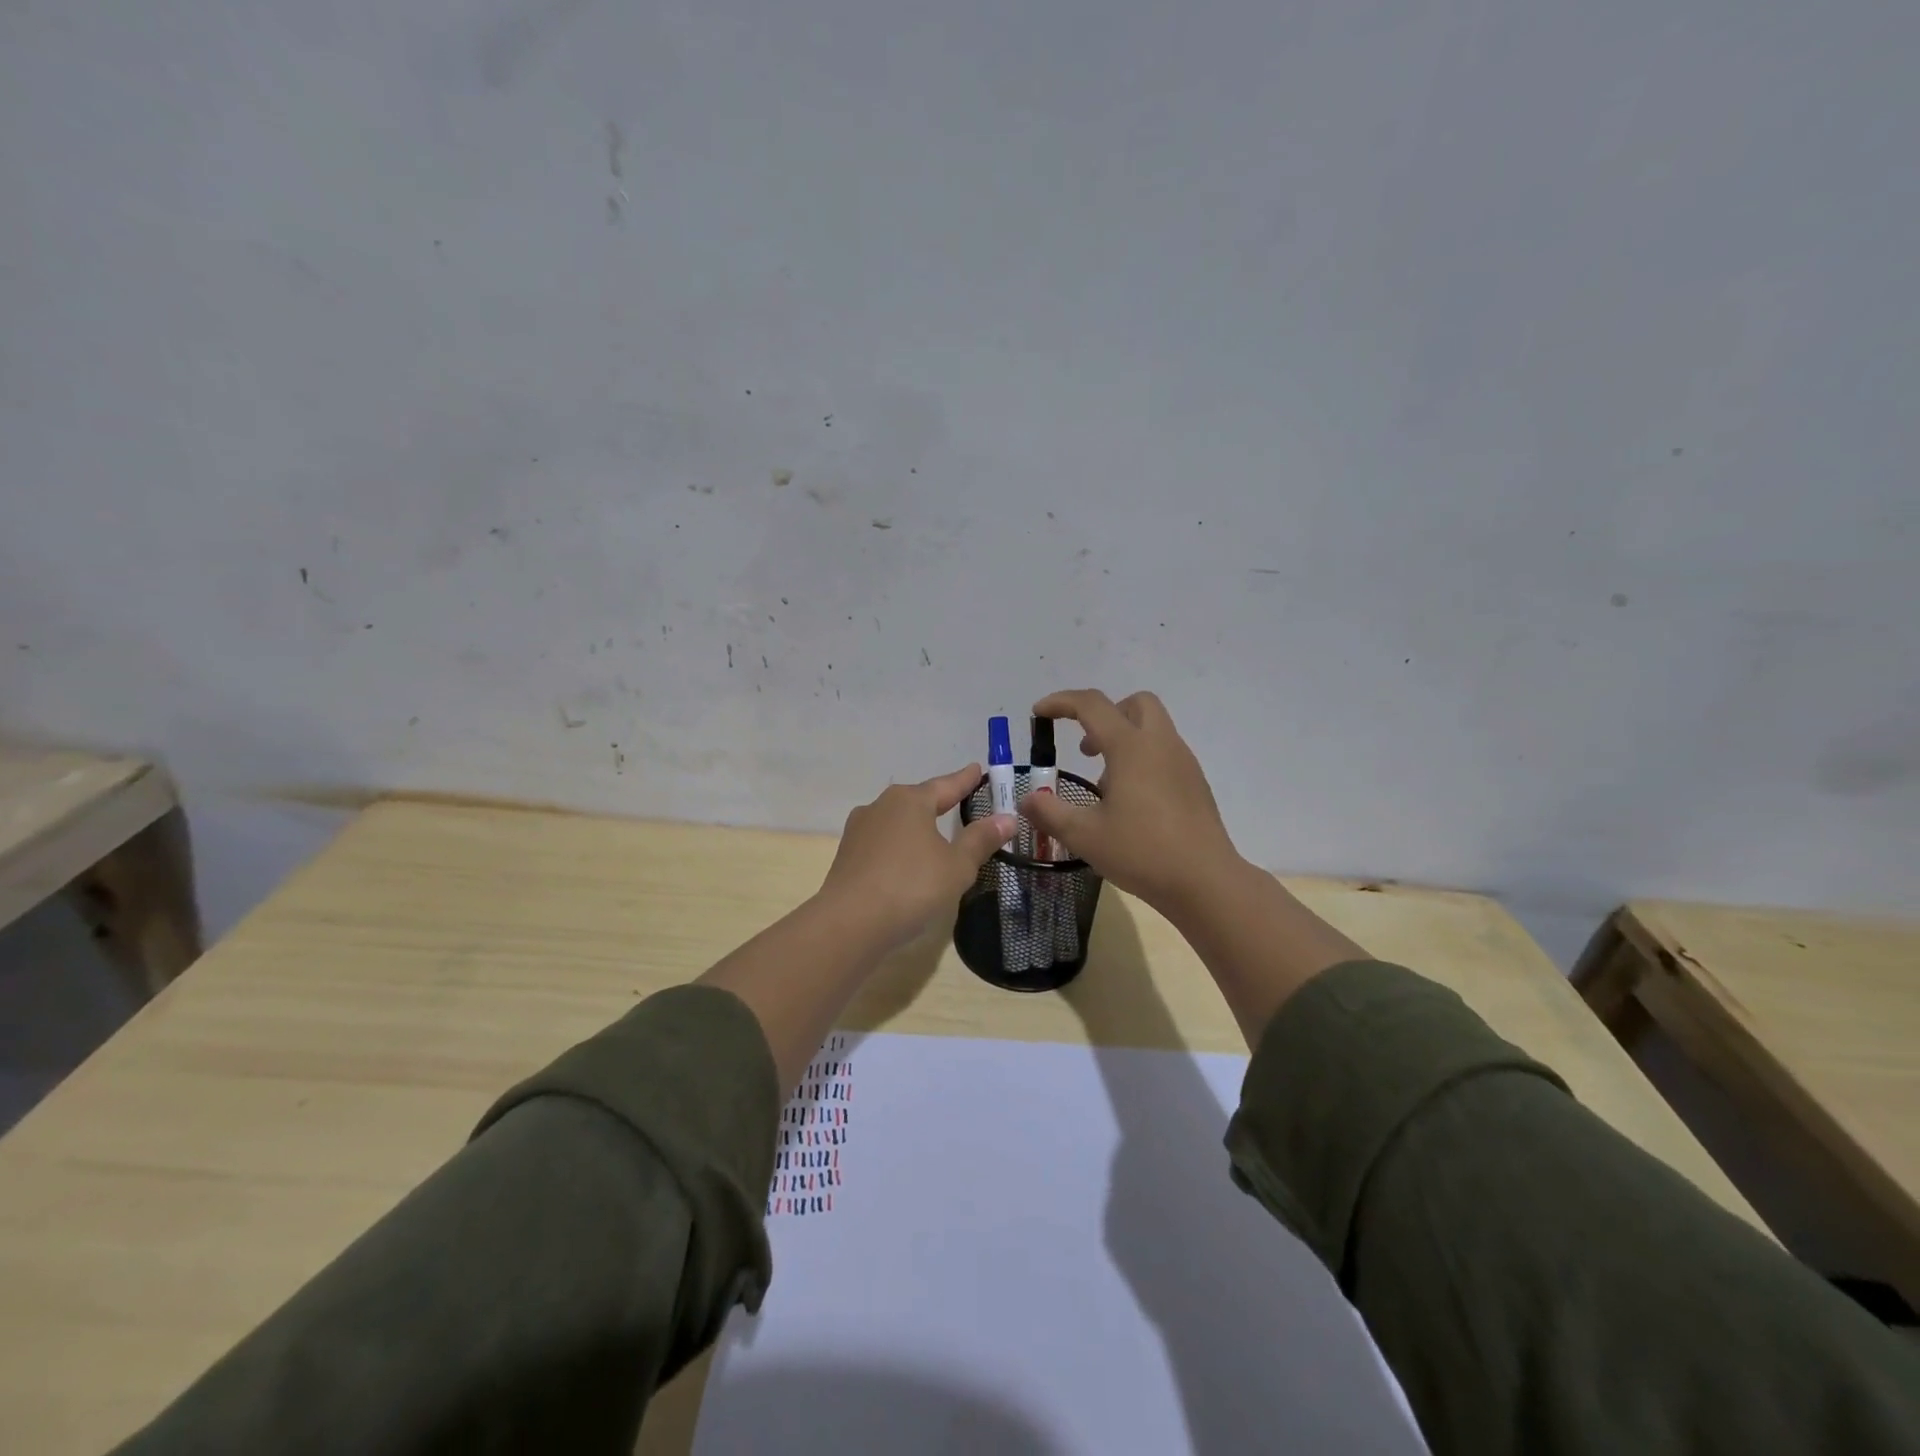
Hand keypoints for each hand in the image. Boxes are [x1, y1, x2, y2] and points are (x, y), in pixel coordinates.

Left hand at [818, 764, 1015, 951]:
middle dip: (939, 802)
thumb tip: (1006, 818)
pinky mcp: (847, 857)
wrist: (849, 924)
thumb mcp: (957, 865)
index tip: (978, 769)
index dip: (965, 780)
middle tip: (960, 802)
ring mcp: (859, 831)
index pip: (946, 785)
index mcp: (909, 800)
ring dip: (917, 828)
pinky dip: (900, 849)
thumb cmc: (911, 886)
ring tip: (935, 836)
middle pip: (918, 801)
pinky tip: (908, 864)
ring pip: (897, 823)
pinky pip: (883, 845)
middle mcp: (881, 806)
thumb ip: (980, 840)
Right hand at [1021, 689, 1241, 916]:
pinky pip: (1164, 753)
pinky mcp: (1195, 784)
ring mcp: (1183, 763)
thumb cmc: (1142, 852)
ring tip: (1104, 785)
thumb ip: (1049, 813)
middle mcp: (1161, 744)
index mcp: (1131, 747)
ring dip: (1123, 739)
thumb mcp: (1084, 835)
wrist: (1206, 881)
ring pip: (1152, 728)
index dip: (1061, 702)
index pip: (1092, 705)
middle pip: (1135, 703)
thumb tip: (1027, 800)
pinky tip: (1131, 803)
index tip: (1038, 713)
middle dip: (1104, 714)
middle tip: (1085, 748)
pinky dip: (1142, 760)